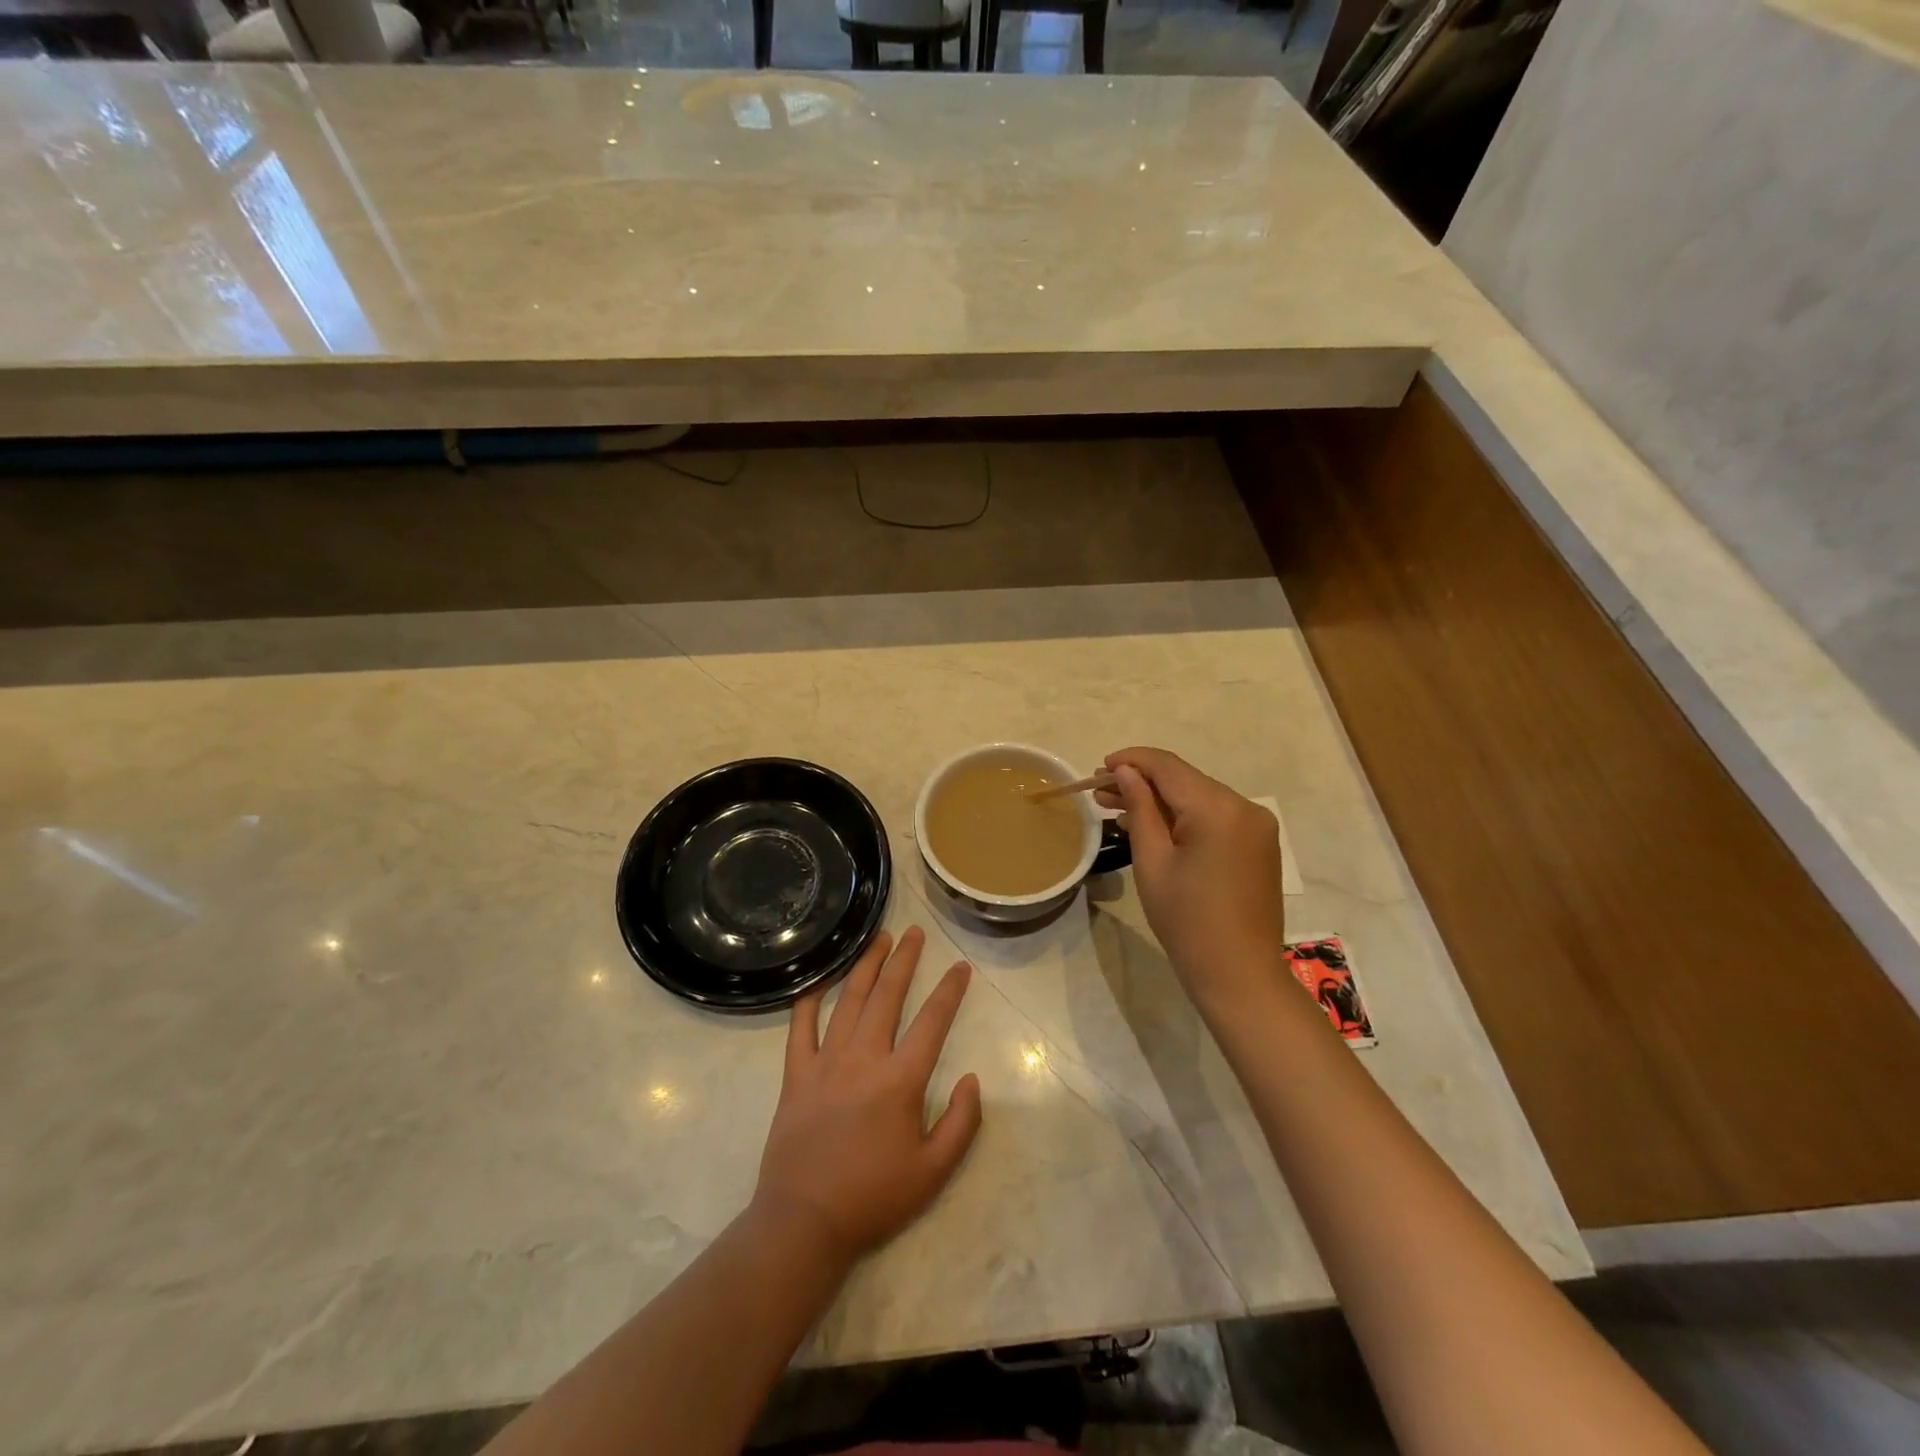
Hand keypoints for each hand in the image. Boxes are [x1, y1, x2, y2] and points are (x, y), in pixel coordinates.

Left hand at [753, 927, 981, 1265]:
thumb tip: (972, 1078)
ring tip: (879, 939)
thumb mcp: (934, 1171)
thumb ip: (962, 1123)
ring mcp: (825, 1061)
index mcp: (900, 1079)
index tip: (960, 967)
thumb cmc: (874, 1197)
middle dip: (904, 959)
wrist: (804, 1222)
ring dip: (866, 965)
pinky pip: (801, 1026)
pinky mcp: (795, 1073)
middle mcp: (864, 1057)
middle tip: (915, 932)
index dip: (950, 990)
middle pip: (887, 995)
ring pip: (848, 999)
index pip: (933, 1020)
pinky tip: (820, 978)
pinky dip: (810, 998)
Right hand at [1096, 747, 1287, 1012]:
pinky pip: (1215, 817)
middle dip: (1142, 782)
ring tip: (1118, 810)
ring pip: (1199, 797)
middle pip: (1184, 780)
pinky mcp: (1259, 843)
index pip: (1168, 767)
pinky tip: (1154, 827)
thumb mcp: (1152, 861)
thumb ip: (1139, 807)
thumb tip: (1125, 771)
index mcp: (1218, 808)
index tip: (1099, 767)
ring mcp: (1257, 825)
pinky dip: (1184, 817)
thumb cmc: (1186, 921)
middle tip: (1099, 793)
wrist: (1239, 974)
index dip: (1131, 761)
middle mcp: (1244, 806)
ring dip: (1161, 801)